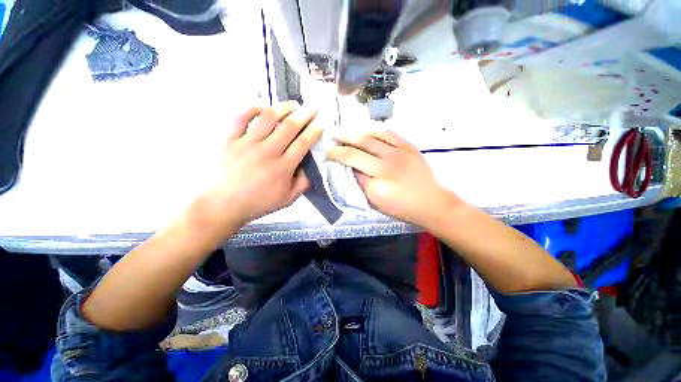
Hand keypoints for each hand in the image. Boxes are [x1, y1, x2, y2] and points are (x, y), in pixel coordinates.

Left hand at [201, 101, 321, 226]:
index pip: (303, 143)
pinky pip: (241, 117)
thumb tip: (309, 167)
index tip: (321, 124)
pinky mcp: (230, 140)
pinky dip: (253, 108)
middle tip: (313, 108)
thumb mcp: (288, 199)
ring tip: (293, 104)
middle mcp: (267, 152)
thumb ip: (303, 183)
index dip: (314, 131)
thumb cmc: (259, 203)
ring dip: (283, 108)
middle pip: (289, 127)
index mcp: (283, 168)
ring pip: (268, 118)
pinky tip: (264, 106)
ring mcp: (247, 144)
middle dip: (304, 115)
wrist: (224, 205)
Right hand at [326, 131, 458, 226]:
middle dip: (341, 142)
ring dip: (353, 132)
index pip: (351, 164)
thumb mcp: (376, 203)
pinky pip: (387, 133)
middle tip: (330, 137)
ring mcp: (399, 153)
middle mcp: (386, 166)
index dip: (337, 156)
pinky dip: (373, 129)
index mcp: (377, 184)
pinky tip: (364, 128)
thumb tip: (350, 167)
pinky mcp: (408, 147)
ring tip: (342, 129)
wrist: (431, 202)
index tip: (329, 153)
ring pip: (371, 137)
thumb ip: (361, 184)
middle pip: (358, 148)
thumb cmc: (401, 208)